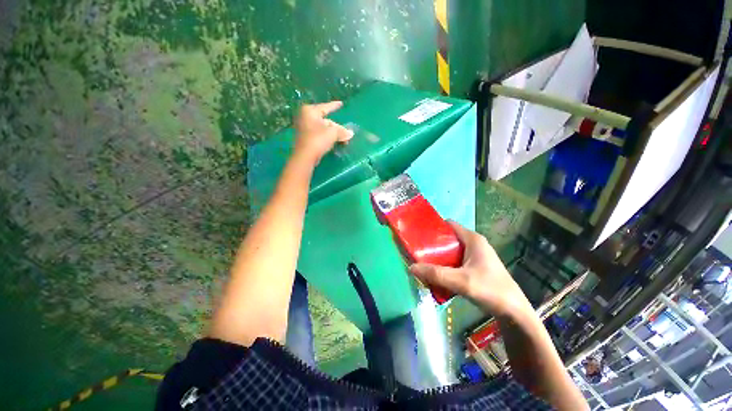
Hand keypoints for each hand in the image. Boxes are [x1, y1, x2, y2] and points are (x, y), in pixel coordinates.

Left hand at [293, 101, 353, 164]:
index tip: (341, 103)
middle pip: (326, 121)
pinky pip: (320, 135)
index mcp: (310, 111)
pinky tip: (336, 143)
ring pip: (323, 129)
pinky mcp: (306, 139)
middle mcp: (305, 117)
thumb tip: (351, 133)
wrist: (305, 156)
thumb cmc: (318, 139)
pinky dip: (328, 138)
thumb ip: (342, 131)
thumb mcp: (333, 133)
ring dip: (334, 134)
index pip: (325, 107)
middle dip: (337, 128)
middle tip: (346, 133)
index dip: (334, 106)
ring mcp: (304, 128)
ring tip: (344, 140)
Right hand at [409, 221, 531, 316]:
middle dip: (432, 245)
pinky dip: (445, 266)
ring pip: (451, 251)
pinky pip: (455, 261)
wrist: (514, 312)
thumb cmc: (491, 290)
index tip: (418, 234)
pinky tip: (436, 275)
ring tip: (423, 262)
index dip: (433, 227)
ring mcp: (475, 256)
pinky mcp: (475, 267)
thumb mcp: (461, 281)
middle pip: (448, 238)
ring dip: (438, 257)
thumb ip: (436, 274)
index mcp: (473, 239)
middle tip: (417, 251)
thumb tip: (411, 267)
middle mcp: (474, 244)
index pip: (449, 225)